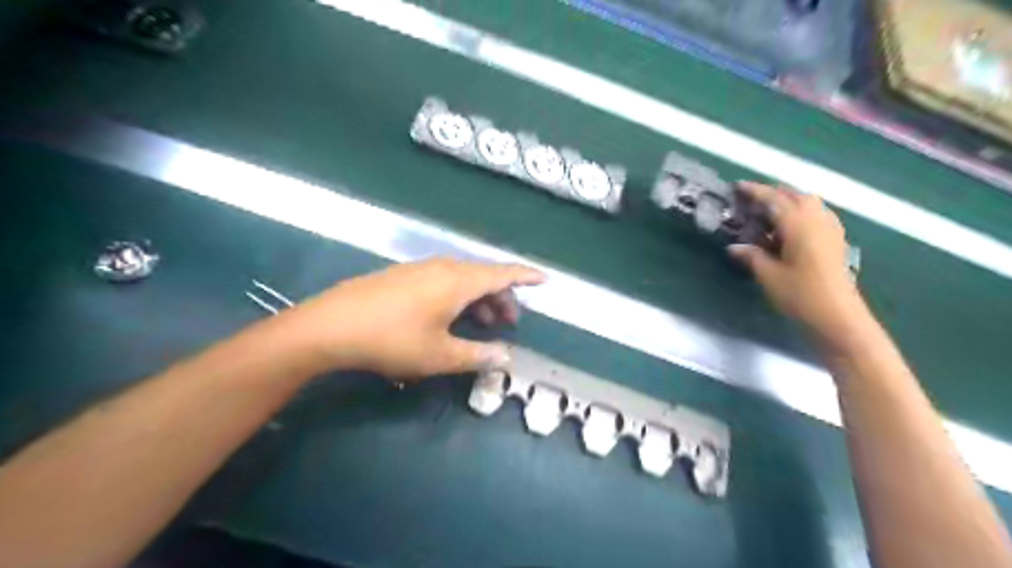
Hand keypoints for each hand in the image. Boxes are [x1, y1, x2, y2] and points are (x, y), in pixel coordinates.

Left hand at [279, 259, 549, 377]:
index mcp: (458, 281)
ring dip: (479, 299)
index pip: (503, 274)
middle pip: (484, 277)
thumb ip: (477, 355)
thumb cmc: (392, 340)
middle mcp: (443, 267)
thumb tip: (506, 357)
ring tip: (484, 323)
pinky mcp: (403, 276)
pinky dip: (458, 296)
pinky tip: (450, 317)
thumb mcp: (440, 355)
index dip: (525, 277)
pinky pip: (444, 281)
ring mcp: (420, 269)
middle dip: (502, 297)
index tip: (544, 280)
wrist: (331, 326)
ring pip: (463, 279)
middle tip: (509, 323)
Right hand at [732, 185, 864, 347]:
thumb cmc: (800, 295)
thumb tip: (734, 246)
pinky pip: (817, 214)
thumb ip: (752, 256)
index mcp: (799, 225)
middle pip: (795, 195)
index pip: (774, 199)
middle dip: (773, 193)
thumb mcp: (769, 276)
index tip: (738, 186)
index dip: (755, 191)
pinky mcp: (836, 241)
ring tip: (768, 212)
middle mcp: (817, 221)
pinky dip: (801, 212)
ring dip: (788, 201)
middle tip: (750, 200)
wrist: (838, 317)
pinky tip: (790, 227)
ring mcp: (830, 230)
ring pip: (809, 203)